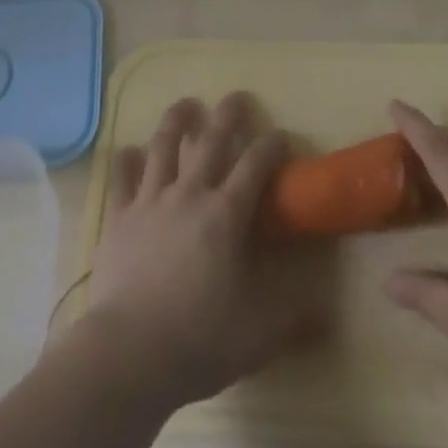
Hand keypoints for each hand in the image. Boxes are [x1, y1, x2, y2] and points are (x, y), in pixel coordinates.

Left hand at [75, 94, 324, 408]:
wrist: (130, 352)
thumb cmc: (200, 339)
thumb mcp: (259, 335)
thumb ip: (294, 317)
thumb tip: (327, 310)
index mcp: (226, 214)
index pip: (255, 166)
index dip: (271, 146)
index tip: (280, 135)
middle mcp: (190, 193)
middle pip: (211, 140)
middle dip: (228, 114)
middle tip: (237, 96)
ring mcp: (151, 200)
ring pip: (164, 144)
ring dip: (177, 119)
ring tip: (186, 104)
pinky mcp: (120, 215)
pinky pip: (123, 177)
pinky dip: (127, 159)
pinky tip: (130, 150)